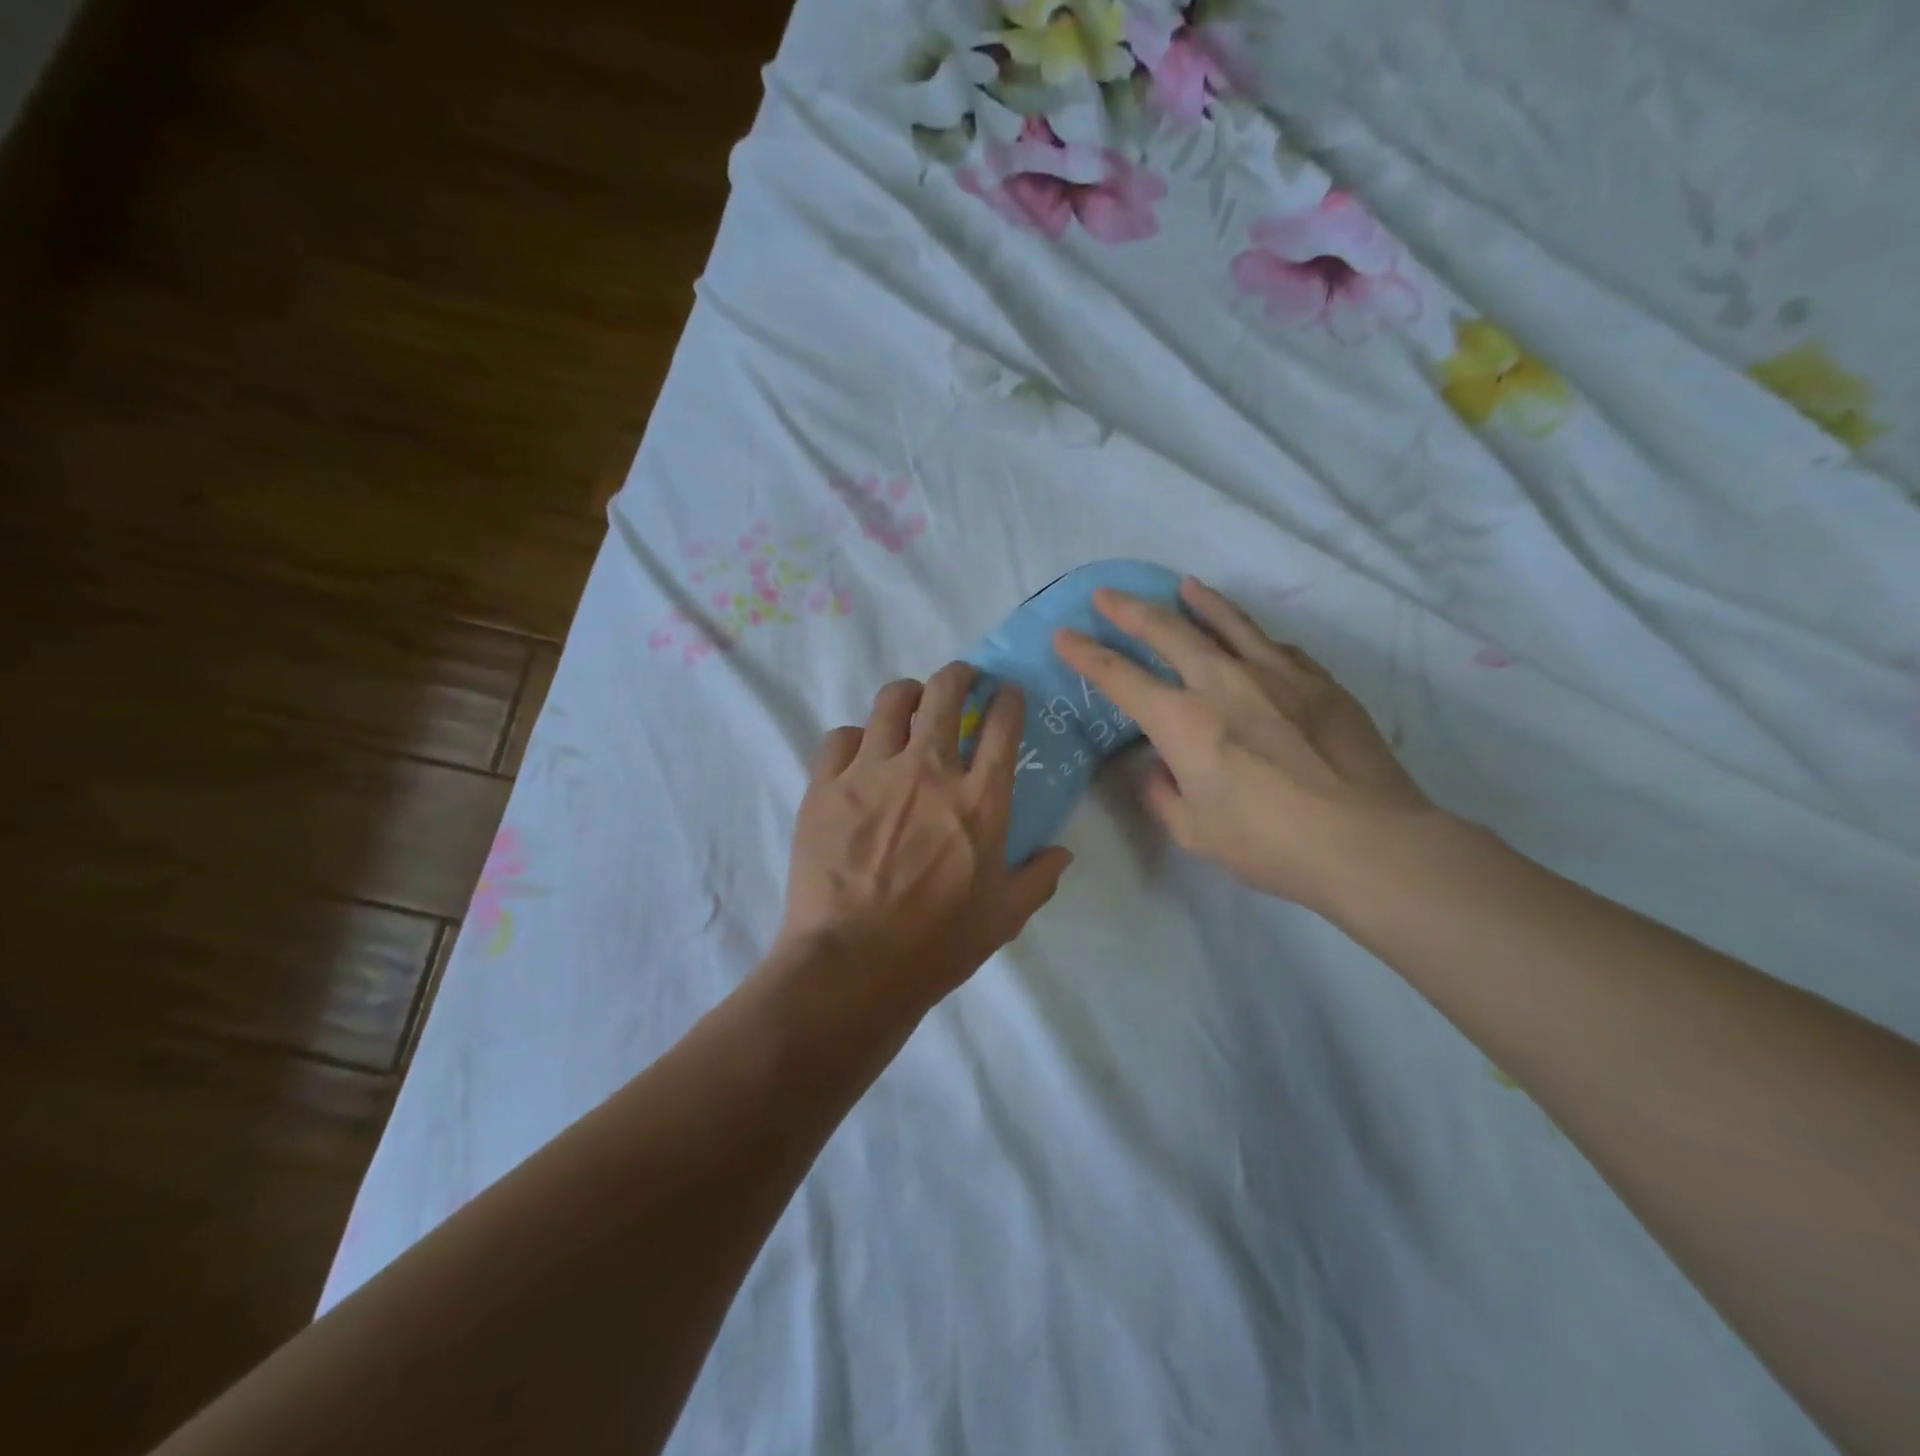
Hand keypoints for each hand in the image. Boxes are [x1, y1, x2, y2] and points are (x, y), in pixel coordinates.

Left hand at [777, 664, 1074, 1014]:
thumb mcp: (1003, 917)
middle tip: (961, 680)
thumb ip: (1038, 878)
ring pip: (890, 701)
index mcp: (979, 799)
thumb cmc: (937, 945)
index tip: (1006, 694)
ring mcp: (872, 772)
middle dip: (958, 675)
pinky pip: (840, 738)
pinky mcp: (825, 786)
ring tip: (909, 705)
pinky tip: (859, 756)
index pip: (1002, 724)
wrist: (853, 966)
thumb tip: (1063, 853)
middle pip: (944, 691)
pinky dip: (855, 739)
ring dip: (907, 696)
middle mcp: (928, 770)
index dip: (1008, 699)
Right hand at [1054, 577, 1432, 910]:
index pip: (1119, 677)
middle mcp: (1223, 682)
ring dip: (1198, 601)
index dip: (1085, 654)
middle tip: (1106, 593)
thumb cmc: (1269, 842)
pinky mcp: (1318, 680)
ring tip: (1183, 584)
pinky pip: (1275, 647)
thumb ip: (1163, 793)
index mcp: (1183, 721)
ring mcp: (1276, 674)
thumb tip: (1159, 766)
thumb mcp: (1194, 831)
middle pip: (1168, 630)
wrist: (1366, 840)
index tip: (1064, 635)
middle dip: (1129, 610)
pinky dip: (1252, 637)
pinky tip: (1251, 639)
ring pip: (1228, 622)